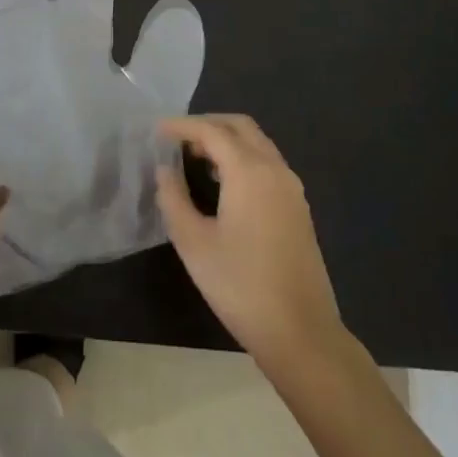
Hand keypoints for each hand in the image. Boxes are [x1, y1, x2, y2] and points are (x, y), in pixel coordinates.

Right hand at [156, 115, 344, 375]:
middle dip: (208, 125)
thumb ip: (174, 199)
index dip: (182, 126)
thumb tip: (165, 171)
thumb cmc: (240, 285)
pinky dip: (242, 158)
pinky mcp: (298, 207)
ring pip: (257, 144)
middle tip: (177, 138)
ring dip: (227, 141)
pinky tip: (222, 182)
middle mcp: (275, 169)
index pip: (212, 132)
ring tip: (194, 157)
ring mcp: (291, 188)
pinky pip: (267, 164)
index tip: (157, 129)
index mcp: (249, 171)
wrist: (300, 331)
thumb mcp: (193, 243)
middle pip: (241, 127)